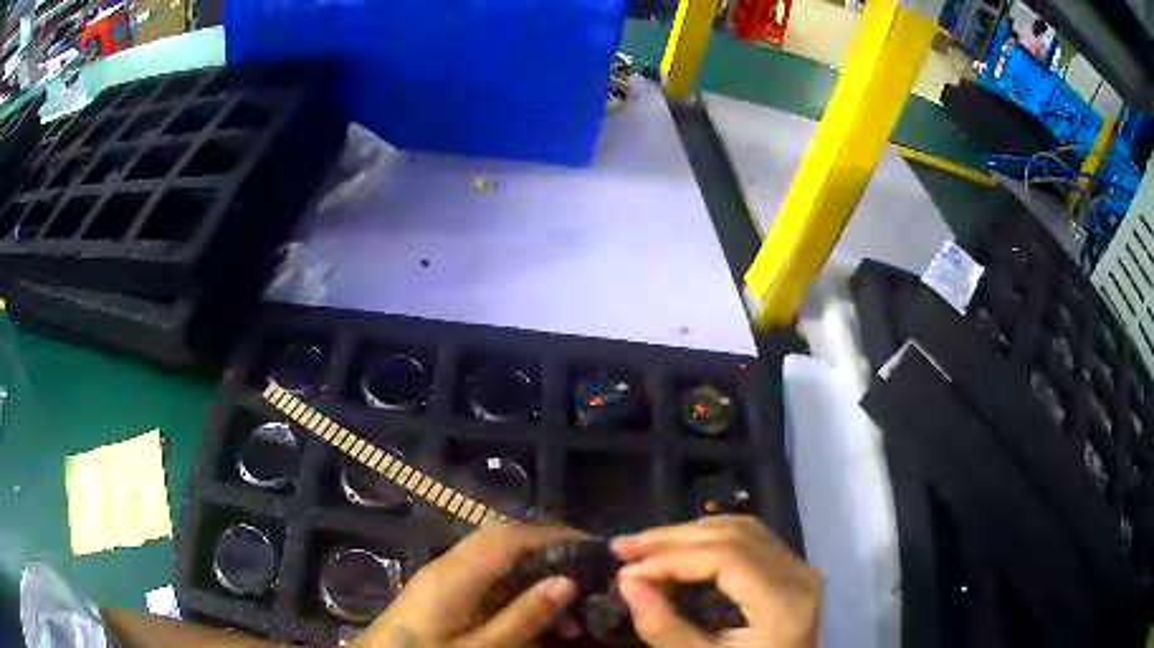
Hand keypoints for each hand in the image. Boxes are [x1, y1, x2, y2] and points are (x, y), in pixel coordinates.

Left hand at [353, 522, 581, 647]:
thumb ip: (523, 617)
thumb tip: (567, 581)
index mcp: (454, 575)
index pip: (509, 536)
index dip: (553, 535)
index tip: (594, 548)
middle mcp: (447, 566)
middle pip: (504, 542)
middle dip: (549, 552)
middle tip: (589, 576)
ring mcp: (442, 579)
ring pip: (497, 561)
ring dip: (535, 576)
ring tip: (571, 609)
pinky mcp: (441, 595)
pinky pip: (486, 581)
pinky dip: (517, 592)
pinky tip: (537, 618)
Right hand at [612, 515, 820, 647]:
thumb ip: (664, 626)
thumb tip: (627, 580)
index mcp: (783, 603)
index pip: (726, 557)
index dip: (672, 558)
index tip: (626, 570)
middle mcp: (800, 576)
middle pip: (735, 535)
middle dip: (674, 538)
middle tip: (624, 547)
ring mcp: (801, 571)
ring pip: (744, 530)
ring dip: (691, 534)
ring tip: (646, 547)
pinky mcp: (794, 573)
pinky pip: (753, 540)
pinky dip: (713, 540)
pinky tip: (683, 550)